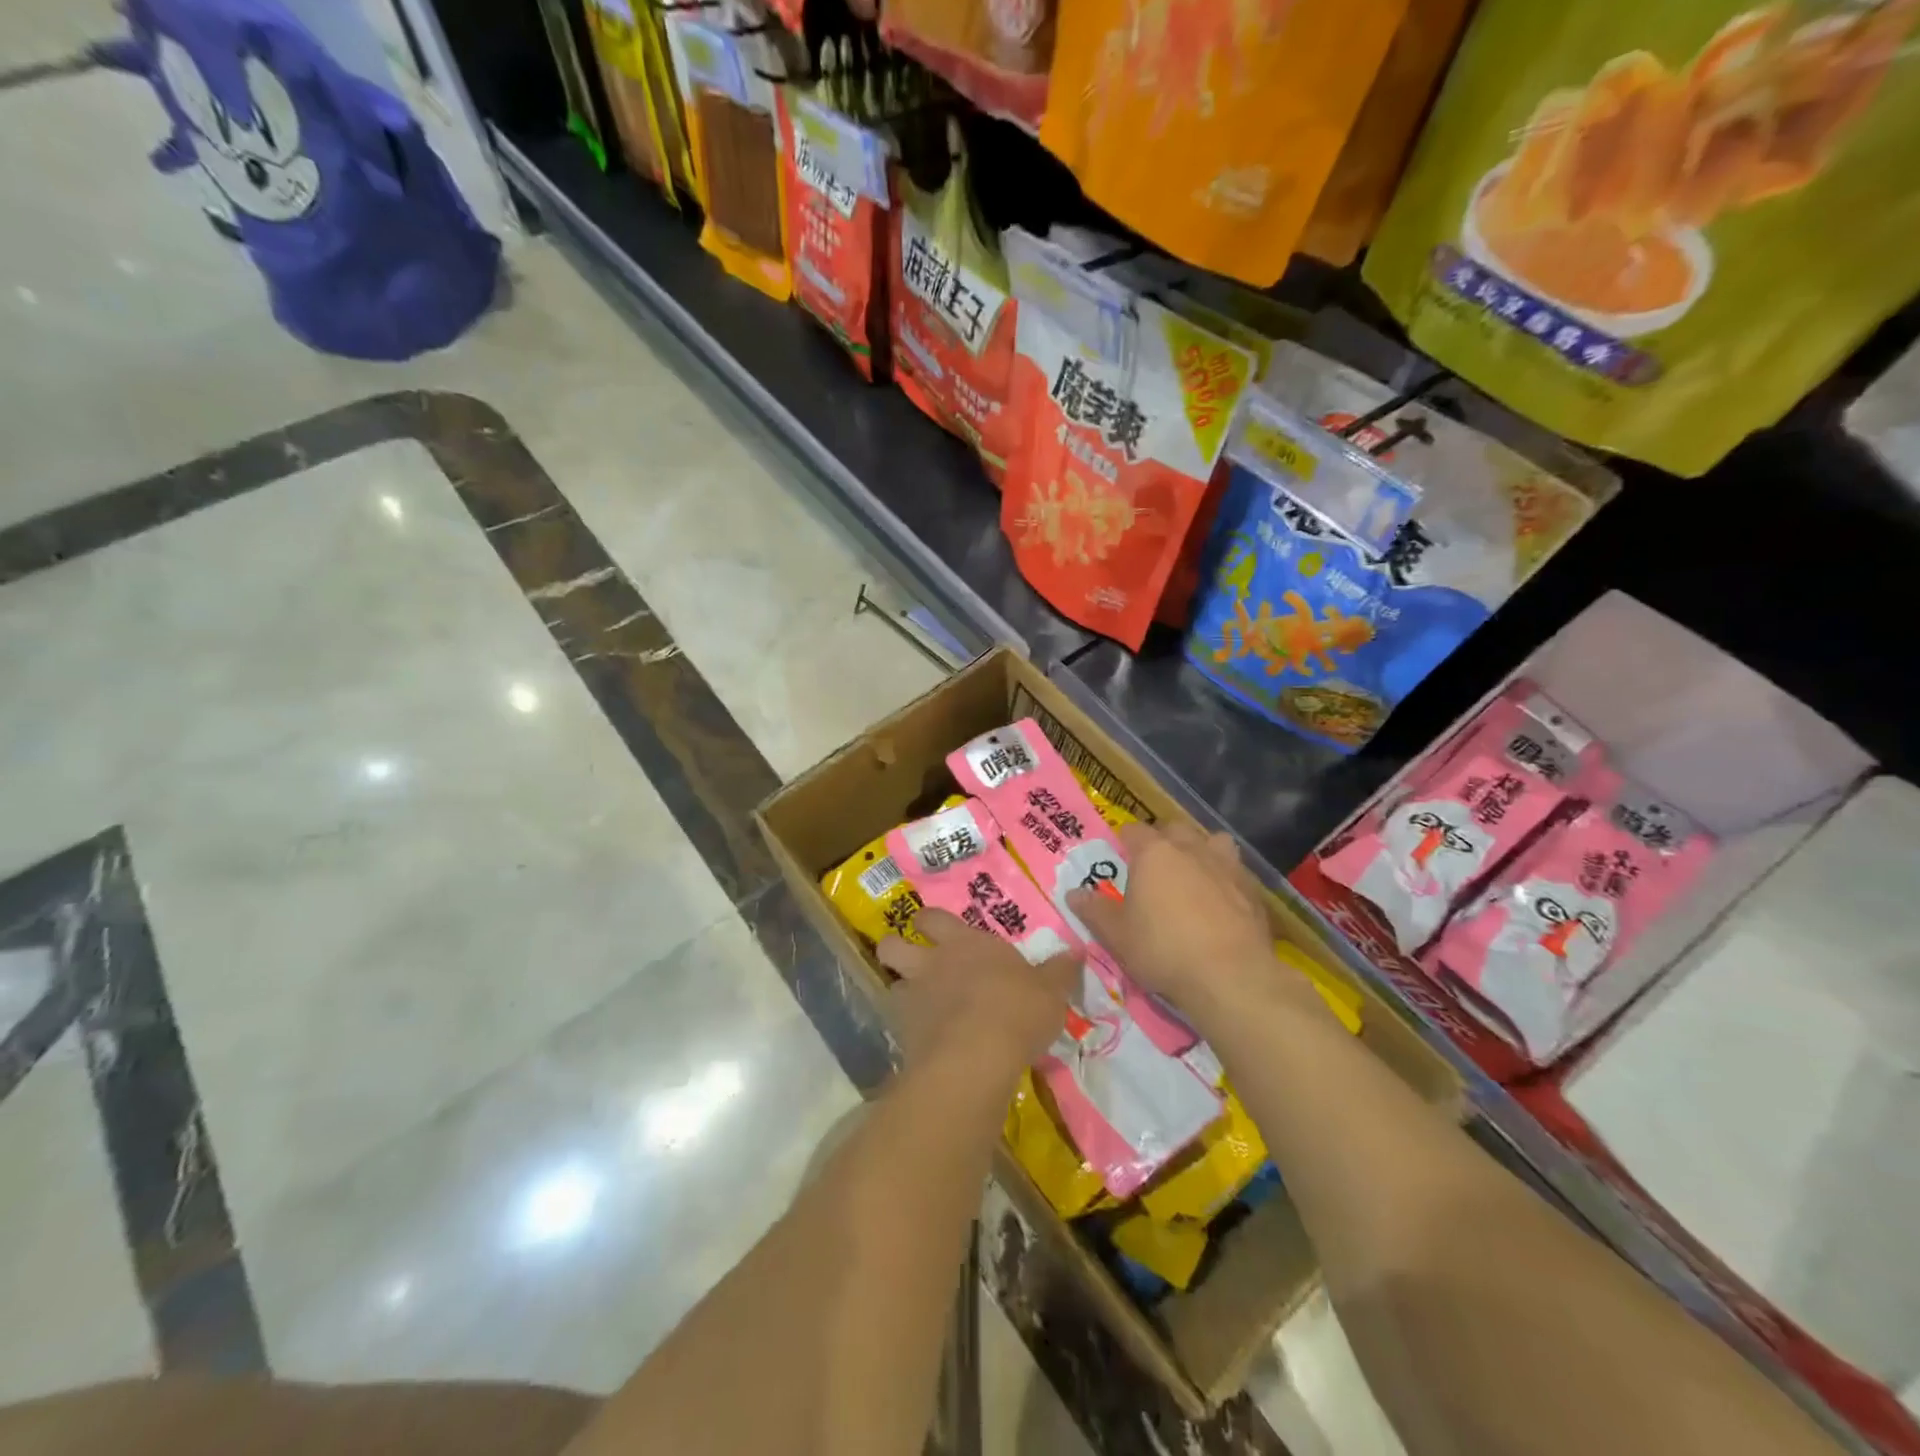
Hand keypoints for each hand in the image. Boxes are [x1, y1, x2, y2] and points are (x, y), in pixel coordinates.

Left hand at [877, 910, 1079, 1078]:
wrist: (977, 1056)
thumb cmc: (1017, 1010)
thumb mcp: (1051, 991)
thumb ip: (1060, 971)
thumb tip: (1076, 952)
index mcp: (964, 942)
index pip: (933, 917)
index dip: (930, 922)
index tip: (934, 929)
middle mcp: (931, 962)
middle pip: (892, 943)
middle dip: (897, 948)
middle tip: (914, 962)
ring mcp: (913, 998)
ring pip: (892, 984)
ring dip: (903, 991)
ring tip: (920, 1007)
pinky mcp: (904, 1035)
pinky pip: (899, 1024)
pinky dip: (910, 1030)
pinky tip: (927, 1042)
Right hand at [1069, 821, 1273, 1016]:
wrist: (1230, 976)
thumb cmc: (1163, 949)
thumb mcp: (1117, 935)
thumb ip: (1094, 911)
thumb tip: (1073, 893)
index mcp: (1154, 853)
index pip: (1133, 831)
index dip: (1124, 842)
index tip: (1120, 859)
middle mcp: (1191, 848)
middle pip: (1174, 829)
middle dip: (1163, 841)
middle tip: (1154, 868)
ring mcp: (1227, 866)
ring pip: (1213, 842)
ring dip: (1202, 851)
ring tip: (1194, 875)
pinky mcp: (1253, 890)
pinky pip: (1236, 871)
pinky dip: (1226, 879)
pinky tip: (1222, 902)